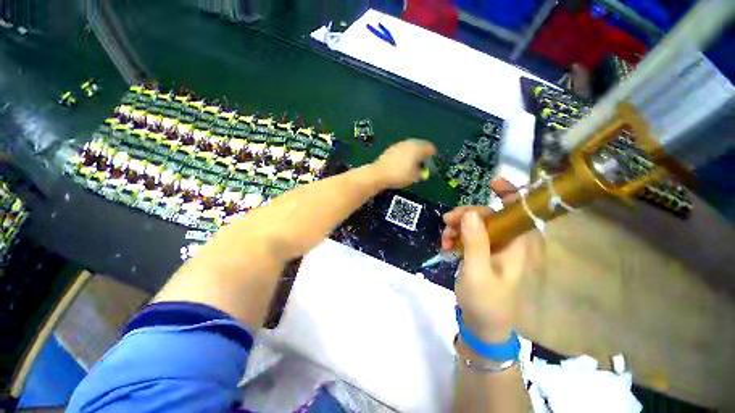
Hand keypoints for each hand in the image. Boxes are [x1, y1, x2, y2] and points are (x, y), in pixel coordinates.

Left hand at [370, 139, 436, 188]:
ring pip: (411, 147)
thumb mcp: (414, 177)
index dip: (433, 156)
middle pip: (421, 145)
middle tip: (424, 163)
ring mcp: (399, 145)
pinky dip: (406, 154)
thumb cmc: (398, 175)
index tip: (433, 162)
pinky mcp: (391, 148)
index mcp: (417, 148)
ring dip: (414, 154)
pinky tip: (403, 164)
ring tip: (414, 164)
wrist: (379, 174)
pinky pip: (403, 149)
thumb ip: (422, 172)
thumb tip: (424, 171)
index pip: (430, 148)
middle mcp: (409, 143)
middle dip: (423, 154)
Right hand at [443, 179, 541, 341]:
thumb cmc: (486, 302)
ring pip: (475, 225)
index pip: (519, 212)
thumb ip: (476, 243)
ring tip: (444, 240)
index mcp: (517, 246)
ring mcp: (492, 248)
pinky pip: (467, 236)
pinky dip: (455, 237)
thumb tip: (472, 213)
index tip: (490, 182)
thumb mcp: (478, 272)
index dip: (509, 194)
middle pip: (489, 216)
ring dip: (457, 227)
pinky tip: (445, 246)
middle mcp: (507, 243)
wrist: (481, 325)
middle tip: (447, 221)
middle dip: (466, 215)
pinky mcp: (480, 253)